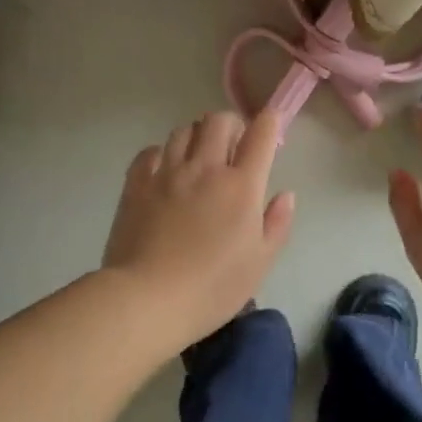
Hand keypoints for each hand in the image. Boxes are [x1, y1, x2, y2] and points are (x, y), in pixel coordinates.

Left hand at [102, 109, 295, 349]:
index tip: (271, 128)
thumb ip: (277, 224)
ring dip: (197, 136)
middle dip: (231, 125)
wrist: (148, 300)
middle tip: (234, 147)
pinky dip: (163, 153)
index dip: (269, 123)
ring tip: (199, 158)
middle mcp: (205, 169)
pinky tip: (166, 172)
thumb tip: (285, 195)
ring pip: (184, 131)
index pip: (260, 135)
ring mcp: (167, 173)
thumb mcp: (259, 263)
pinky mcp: (136, 184)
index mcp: (241, 186)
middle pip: (218, 121)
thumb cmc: (213, 288)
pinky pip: (150, 152)